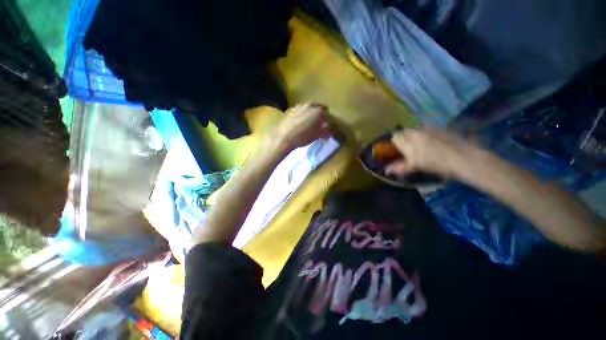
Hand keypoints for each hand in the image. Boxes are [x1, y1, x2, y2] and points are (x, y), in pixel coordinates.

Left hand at [272, 103, 330, 151]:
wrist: (284, 137)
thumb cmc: (303, 137)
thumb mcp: (317, 136)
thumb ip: (325, 132)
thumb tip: (327, 131)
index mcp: (318, 111)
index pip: (327, 114)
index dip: (327, 121)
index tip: (325, 127)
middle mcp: (310, 105)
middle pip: (318, 107)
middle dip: (319, 114)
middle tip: (318, 124)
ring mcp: (299, 106)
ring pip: (308, 108)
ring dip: (310, 113)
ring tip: (308, 123)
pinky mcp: (290, 109)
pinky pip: (300, 111)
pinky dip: (302, 115)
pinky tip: (299, 123)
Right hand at [385, 129, 473, 178]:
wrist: (463, 158)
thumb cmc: (436, 164)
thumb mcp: (416, 167)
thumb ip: (400, 167)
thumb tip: (387, 170)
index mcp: (408, 142)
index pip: (395, 137)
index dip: (396, 144)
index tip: (400, 151)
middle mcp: (416, 132)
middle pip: (405, 132)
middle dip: (406, 139)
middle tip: (411, 149)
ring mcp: (429, 129)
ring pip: (416, 131)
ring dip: (416, 137)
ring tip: (424, 147)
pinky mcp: (440, 128)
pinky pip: (428, 129)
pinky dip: (427, 135)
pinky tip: (435, 143)